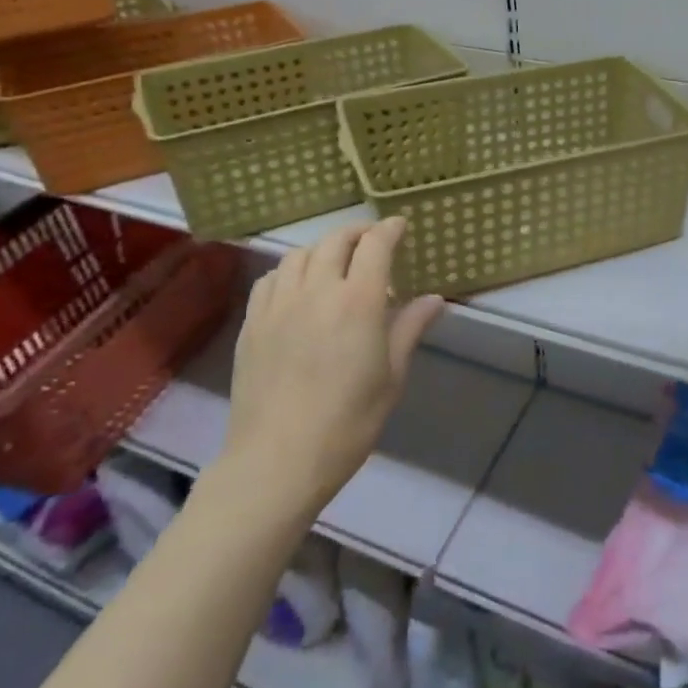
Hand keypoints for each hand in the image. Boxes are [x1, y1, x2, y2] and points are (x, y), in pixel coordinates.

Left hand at [223, 219, 443, 509]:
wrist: (277, 461)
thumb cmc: (347, 423)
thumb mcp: (391, 377)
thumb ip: (410, 329)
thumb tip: (434, 299)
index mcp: (357, 302)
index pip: (375, 245)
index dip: (389, 229)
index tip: (400, 226)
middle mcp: (316, 291)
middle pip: (335, 241)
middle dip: (358, 233)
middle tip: (372, 241)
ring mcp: (279, 305)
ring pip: (300, 255)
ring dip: (323, 249)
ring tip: (335, 263)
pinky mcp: (253, 324)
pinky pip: (271, 279)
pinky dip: (290, 270)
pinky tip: (297, 287)